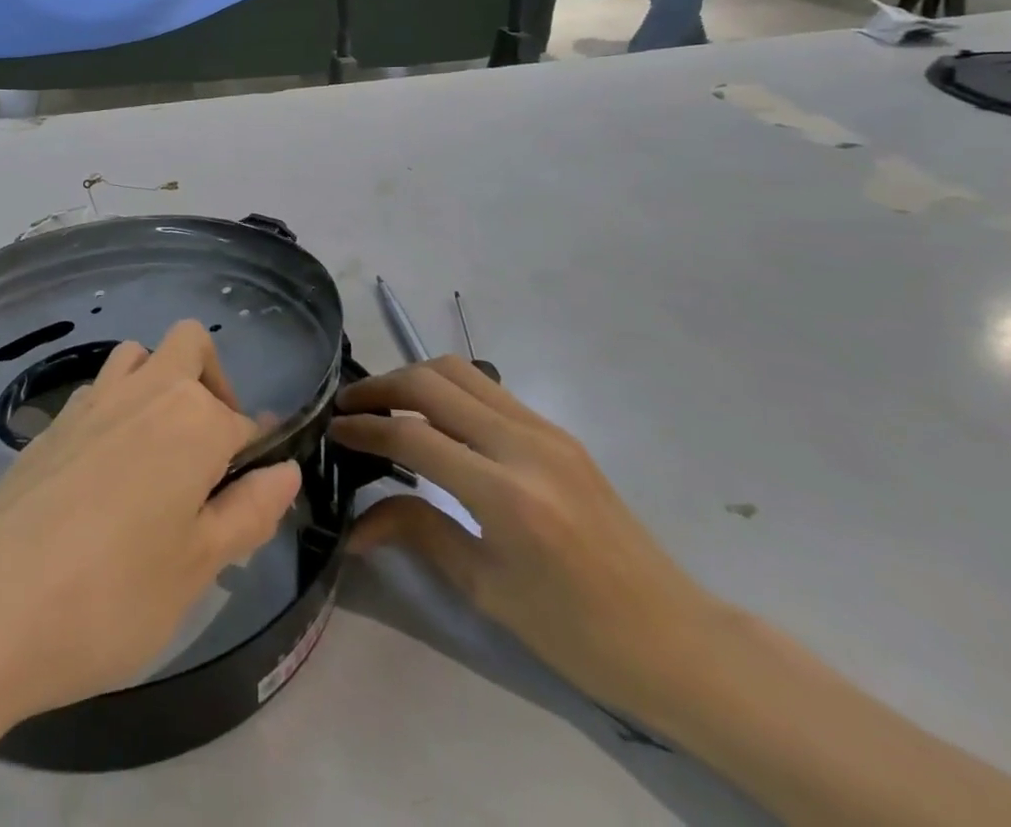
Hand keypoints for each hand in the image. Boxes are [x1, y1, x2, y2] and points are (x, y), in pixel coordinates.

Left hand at [0, 321, 301, 826]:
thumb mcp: (197, 567)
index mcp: (192, 419)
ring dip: (159, 384)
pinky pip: (96, 391)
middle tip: (208, 457)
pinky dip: (116, 409)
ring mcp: (90, 400)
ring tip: (158, 458)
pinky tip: (104, 475)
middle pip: (190, 347)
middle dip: (212, 384)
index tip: (250, 502)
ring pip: (138, 356)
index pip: (244, 422)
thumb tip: (286, 469)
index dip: (256, 458)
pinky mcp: (49, 424)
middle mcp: (144, 391)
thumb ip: (248, 512)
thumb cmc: (112, 595)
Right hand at [330, 357, 724, 719]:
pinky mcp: (557, 431)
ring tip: (384, 404)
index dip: (365, 428)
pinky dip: (447, 389)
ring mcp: (545, 430)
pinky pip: (488, 388)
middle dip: (381, 388)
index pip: (413, 436)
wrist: (677, 640)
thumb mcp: (486, 590)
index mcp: (506, 495)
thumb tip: (354, 524)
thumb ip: (417, 534)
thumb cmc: (577, 633)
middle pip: (432, 382)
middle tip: (349, 408)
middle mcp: (525, 445)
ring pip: (460, 371)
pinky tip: (433, 417)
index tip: (333, 430)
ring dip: (413, 378)